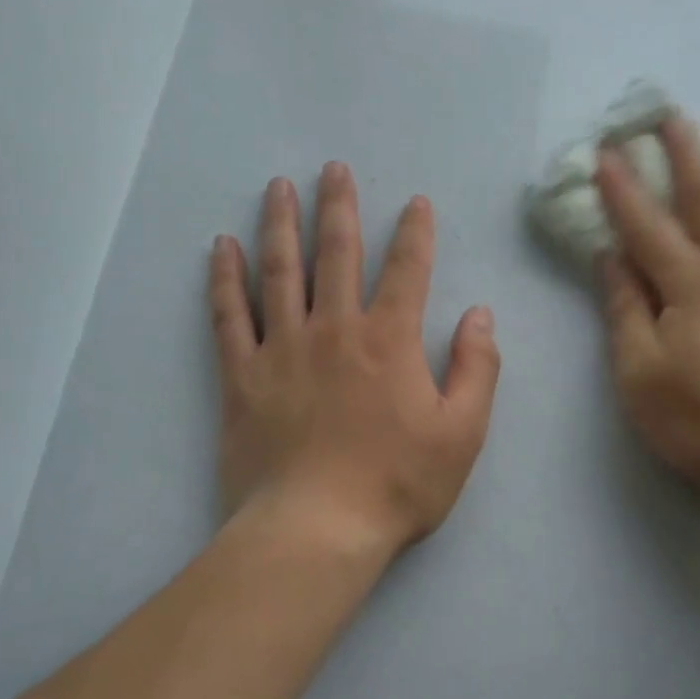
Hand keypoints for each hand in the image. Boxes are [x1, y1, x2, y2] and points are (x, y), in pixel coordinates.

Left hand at [209, 164, 501, 558]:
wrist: (317, 529)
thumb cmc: (398, 484)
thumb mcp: (462, 433)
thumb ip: (477, 369)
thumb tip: (480, 315)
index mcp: (389, 342)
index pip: (407, 271)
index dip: (415, 233)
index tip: (416, 204)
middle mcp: (333, 331)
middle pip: (336, 255)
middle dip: (339, 208)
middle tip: (333, 169)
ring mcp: (282, 350)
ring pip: (279, 272)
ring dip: (280, 225)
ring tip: (278, 187)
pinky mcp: (242, 377)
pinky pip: (228, 317)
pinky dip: (223, 279)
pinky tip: (220, 248)